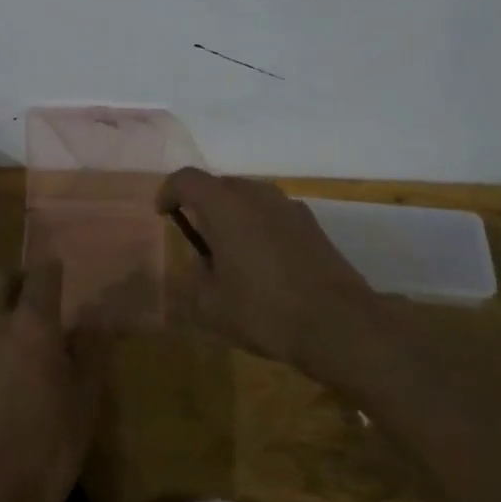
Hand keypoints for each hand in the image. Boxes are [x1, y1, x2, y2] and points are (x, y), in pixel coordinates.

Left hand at [0, 265, 104, 501]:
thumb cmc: (48, 449)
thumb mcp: (86, 401)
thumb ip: (91, 351)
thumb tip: (93, 319)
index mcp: (31, 325)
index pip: (41, 274)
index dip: (51, 271)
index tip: (59, 277)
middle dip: (10, 280)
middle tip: (26, 298)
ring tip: (2, 333)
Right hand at [155, 168, 377, 371]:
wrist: (337, 323)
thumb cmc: (264, 310)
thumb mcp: (211, 306)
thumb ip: (194, 278)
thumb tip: (200, 265)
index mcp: (225, 204)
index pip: (186, 179)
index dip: (169, 191)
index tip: (163, 214)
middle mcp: (256, 193)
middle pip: (220, 186)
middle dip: (203, 206)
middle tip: (198, 240)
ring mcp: (288, 204)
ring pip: (249, 198)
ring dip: (234, 217)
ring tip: (232, 255)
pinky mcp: (311, 223)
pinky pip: (273, 214)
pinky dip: (260, 228)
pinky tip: (265, 265)